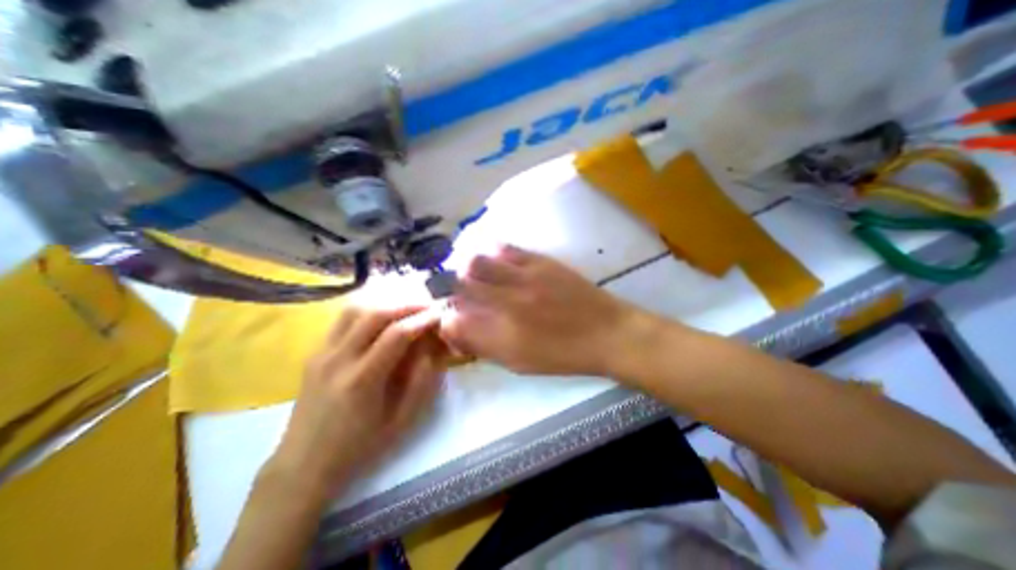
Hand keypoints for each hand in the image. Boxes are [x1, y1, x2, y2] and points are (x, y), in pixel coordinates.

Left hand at [271, 303, 444, 498]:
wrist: (303, 465)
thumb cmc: (359, 447)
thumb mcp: (401, 421)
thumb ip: (421, 381)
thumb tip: (433, 348)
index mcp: (362, 381)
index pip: (396, 335)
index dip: (422, 320)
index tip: (439, 314)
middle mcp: (338, 360)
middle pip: (375, 314)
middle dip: (406, 304)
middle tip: (427, 304)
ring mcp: (321, 353)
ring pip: (355, 309)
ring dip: (385, 302)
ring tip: (406, 305)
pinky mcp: (314, 352)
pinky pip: (342, 319)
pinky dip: (366, 308)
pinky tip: (381, 312)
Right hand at [444, 245, 649, 375]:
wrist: (607, 332)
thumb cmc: (563, 355)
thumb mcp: (520, 362)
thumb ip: (485, 346)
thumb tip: (460, 331)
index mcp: (503, 336)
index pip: (453, 322)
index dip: (445, 321)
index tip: (451, 321)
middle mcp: (508, 303)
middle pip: (458, 284)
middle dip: (448, 289)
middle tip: (455, 293)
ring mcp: (524, 277)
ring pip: (476, 261)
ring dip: (467, 269)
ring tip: (473, 274)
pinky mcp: (540, 261)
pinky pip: (504, 248)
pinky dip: (490, 252)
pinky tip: (494, 260)